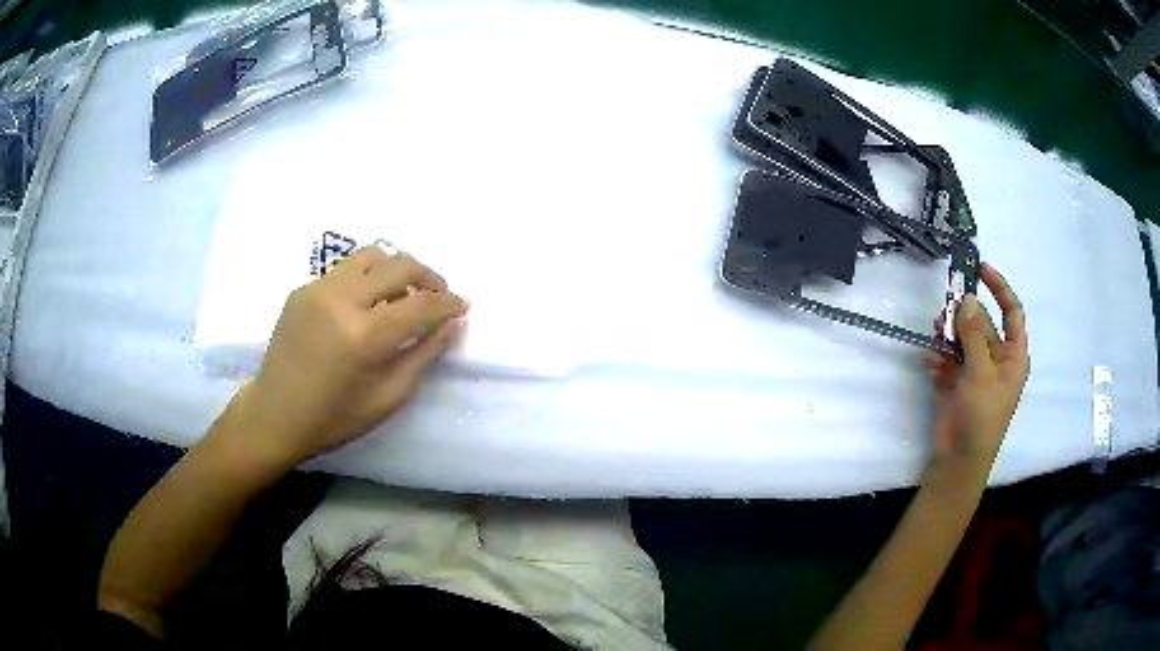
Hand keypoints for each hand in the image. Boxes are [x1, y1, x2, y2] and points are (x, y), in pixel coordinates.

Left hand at [217, 245, 468, 469]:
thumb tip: (451, 322)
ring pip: (371, 256)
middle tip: (439, 294)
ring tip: (403, 291)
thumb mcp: (389, 396)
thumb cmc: (335, 417)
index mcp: (365, 336)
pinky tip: (366, 303)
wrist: (276, 414)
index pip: (421, 305)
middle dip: (429, 276)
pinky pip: (344, 270)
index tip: (462, 305)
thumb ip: (424, 354)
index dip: (448, 303)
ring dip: (396, 269)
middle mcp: (342, 300)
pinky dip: (366, 279)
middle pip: (399, 266)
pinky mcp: (302, 289)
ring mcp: (318, 289)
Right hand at [927, 263, 1028, 485]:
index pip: (1011, 312)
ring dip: (948, 334)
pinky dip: (939, 357)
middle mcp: (996, 358)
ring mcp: (975, 369)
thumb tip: (967, 298)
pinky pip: (948, 357)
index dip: (999, 288)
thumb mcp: (981, 372)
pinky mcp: (956, 381)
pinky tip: (932, 365)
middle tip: (945, 312)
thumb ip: (974, 333)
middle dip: (963, 316)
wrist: (959, 458)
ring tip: (936, 335)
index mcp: (1013, 355)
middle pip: (981, 322)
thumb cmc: (982, 415)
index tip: (980, 268)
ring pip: (962, 337)